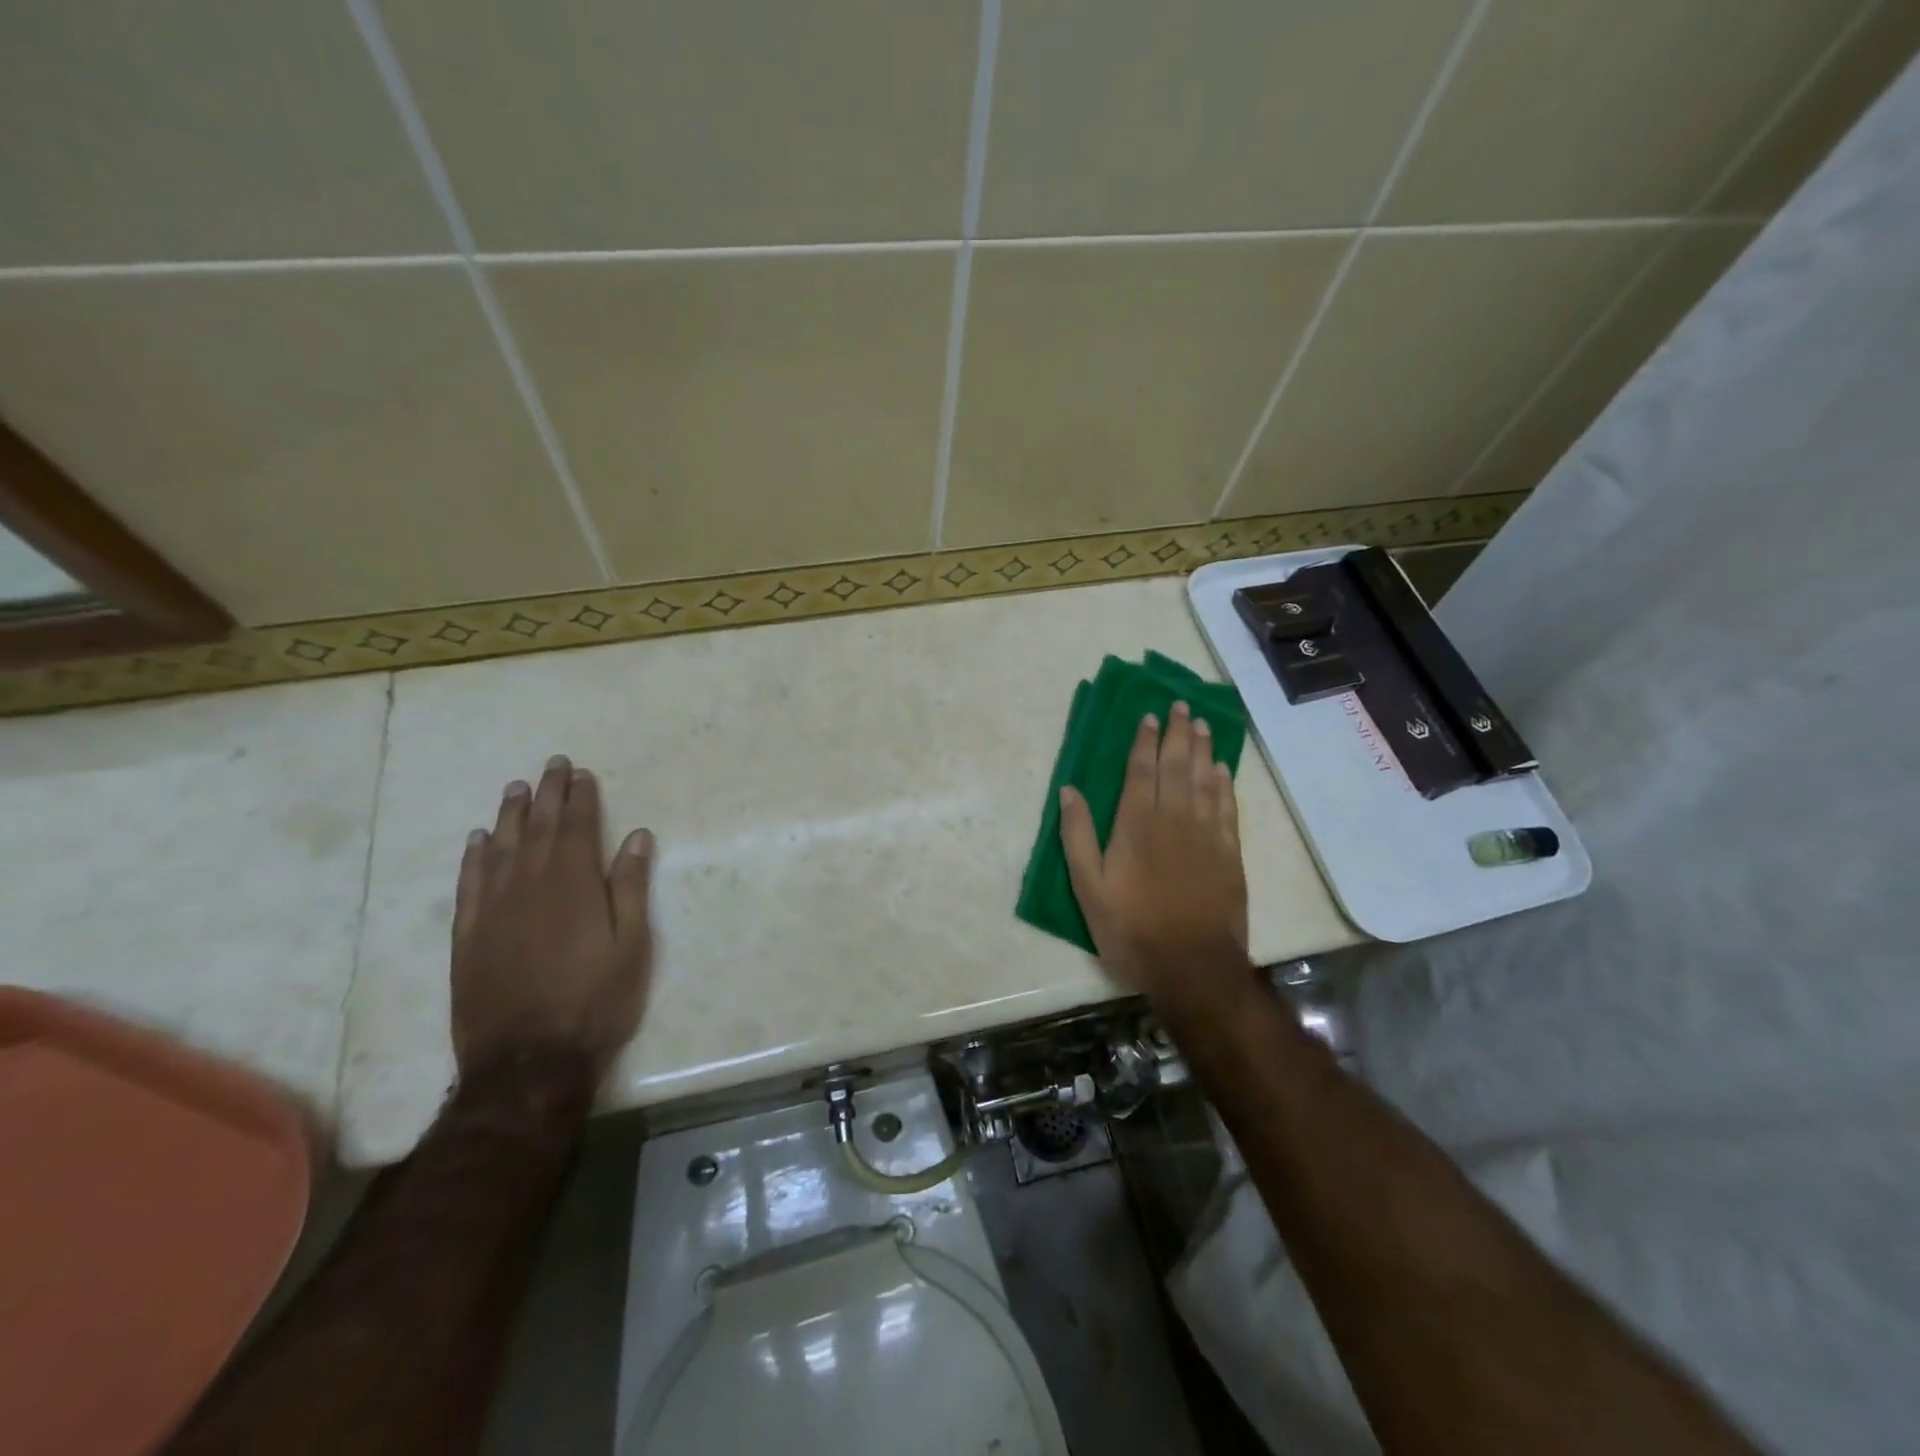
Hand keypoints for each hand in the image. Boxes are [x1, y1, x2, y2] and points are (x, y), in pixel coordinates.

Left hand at [451, 755, 654, 1081]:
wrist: (528, 1061)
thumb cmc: (595, 1001)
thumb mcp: (632, 946)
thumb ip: (631, 888)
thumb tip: (636, 838)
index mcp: (574, 885)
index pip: (577, 828)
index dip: (580, 798)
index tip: (582, 773)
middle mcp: (530, 886)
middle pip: (538, 829)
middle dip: (547, 794)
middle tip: (552, 765)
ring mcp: (493, 911)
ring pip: (501, 849)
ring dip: (510, 816)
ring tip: (515, 788)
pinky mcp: (468, 937)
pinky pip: (469, 885)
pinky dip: (474, 858)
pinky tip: (478, 840)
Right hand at [1059, 702, 1251, 1010]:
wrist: (1192, 966)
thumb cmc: (1131, 928)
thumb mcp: (1089, 887)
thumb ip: (1078, 836)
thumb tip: (1069, 789)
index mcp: (1136, 823)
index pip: (1141, 770)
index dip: (1144, 741)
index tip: (1149, 716)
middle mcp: (1174, 818)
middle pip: (1177, 766)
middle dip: (1178, 733)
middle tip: (1181, 706)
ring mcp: (1206, 834)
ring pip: (1205, 780)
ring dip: (1203, 749)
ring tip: (1202, 725)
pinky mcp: (1229, 853)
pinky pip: (1228, 808)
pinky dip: (1225, 784)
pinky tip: (1223, 769)